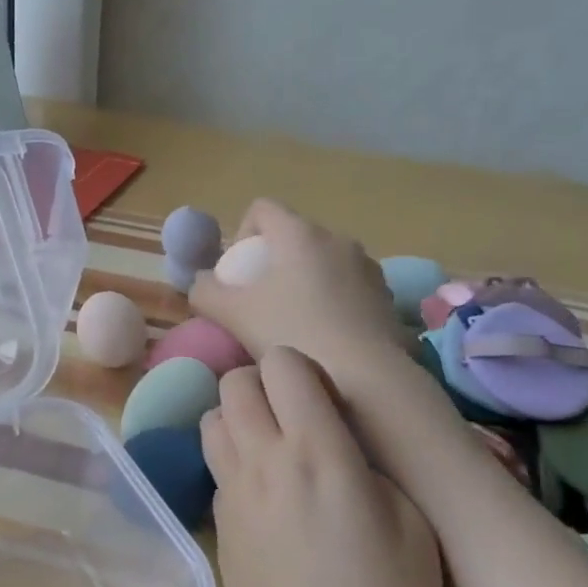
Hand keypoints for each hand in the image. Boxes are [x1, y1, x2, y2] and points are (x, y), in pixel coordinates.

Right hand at [189, 199, 408, 382]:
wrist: (364, 378)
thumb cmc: (292, 334)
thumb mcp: (231, 314)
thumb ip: (205, 291)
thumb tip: (201, 283)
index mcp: (299, 233)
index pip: (262, 208)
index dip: (242, 233)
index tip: (239, 273)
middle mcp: (337, 239)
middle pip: (294, 236)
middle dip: (273, 262)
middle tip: (259, 302)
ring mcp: (368, 266)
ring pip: (323, 262)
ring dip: (305, 282)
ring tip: (293, 323)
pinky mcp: (386, 296)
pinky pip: (348, 287)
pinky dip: (332, 302)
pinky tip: (324, 338)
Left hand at [203, 347, 444, 586]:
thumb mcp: (412, 528)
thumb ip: (368, 466)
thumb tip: (337, 443)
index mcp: (316, 451)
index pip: (282, 363)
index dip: (304, 370)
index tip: (327, 401)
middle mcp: (261, 459)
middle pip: (233, 381)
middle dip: (262, 385)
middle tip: (297, 419)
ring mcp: (230, 492)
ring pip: (211, 418)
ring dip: (238, 419)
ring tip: (274, 450)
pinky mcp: (217, 524)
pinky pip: (215, 466)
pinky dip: (234, 461)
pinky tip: (266, 499)